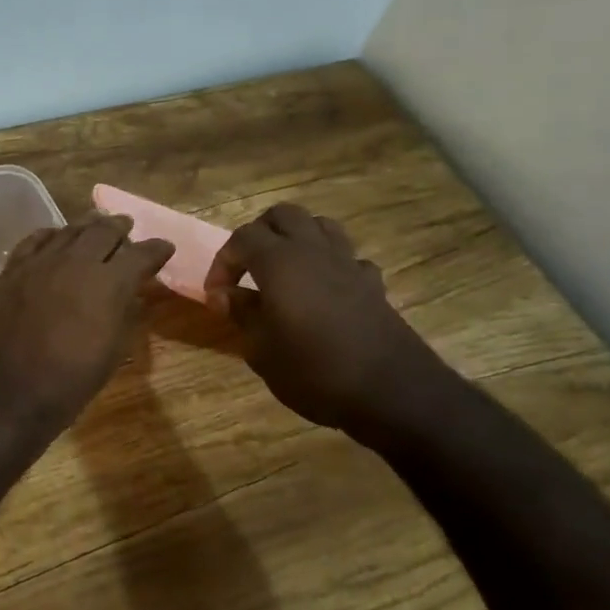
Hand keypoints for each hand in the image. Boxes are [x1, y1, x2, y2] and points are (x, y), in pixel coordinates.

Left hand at [0, 215, 174, 427]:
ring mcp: (40, 262)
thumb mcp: (113, 351)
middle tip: (127, 227)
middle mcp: (76, 262)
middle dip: (120, 228)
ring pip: (69, 230)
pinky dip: (50, 235)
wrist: (10, 391)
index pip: (141, 254)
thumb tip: (132, 294)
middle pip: (103, 231)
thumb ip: (126, 314)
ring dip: (87, 226)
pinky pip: (34, 240)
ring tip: (96, 224)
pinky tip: (55, 236)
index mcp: (109, 283)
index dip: (156, 249)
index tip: (165, 248)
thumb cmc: (70, 380)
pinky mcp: (12, 269)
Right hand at [204, 203, 450, 436]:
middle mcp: (314, 251)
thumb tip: (224, 294)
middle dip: (259, 235)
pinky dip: (329, 265)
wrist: (392, 393)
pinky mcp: (372, 284)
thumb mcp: (262, 349)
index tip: (217, 295)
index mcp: (280, 262)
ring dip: (296, 239)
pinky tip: (322, 292)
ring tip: (283, 270)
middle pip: (282, 216)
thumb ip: (241, 313)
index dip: (223, 262)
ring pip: (319, 225)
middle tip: (247, 269)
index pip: (242, 238)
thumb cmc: (314, 370)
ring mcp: (348, 264)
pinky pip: (347, 257)